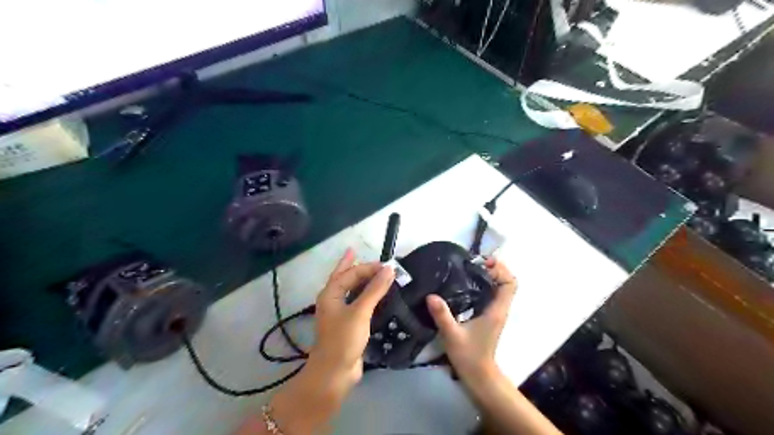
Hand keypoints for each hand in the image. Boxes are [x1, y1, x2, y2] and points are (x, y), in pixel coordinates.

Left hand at [269, 250, 397, 433]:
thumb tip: (389, 269)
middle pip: (348, 278)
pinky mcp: (349, 324)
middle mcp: (333, 300)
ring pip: (353, 291)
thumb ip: (375, 289)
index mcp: (331, 293)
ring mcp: (341, 313)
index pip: (351, 273)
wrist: (334, 373)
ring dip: (365, 281)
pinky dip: (368, 296)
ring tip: (378, 273)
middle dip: (361, 268)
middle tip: (379, 262)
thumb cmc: (344, 339)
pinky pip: (359, 303)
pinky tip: (378, 296)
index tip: (389, 266)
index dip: (369, 267)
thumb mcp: (360, 311)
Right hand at [427, 258, 516, 379]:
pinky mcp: (488, 316)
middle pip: (506, 282)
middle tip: (473, 263)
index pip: (510, 283)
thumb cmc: (469, 356)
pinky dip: (483, 284)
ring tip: (468, 269)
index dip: (500, 269)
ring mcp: (495, 312)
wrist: (478, 375)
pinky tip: (465, 284)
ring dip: (489, 275)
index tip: (482, 263)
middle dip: (494, 268)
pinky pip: (491, 294)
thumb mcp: (452, 335)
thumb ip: (443, 315)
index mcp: (496, 310)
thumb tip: (431, 295)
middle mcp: (499, 308)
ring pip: (499, 287)